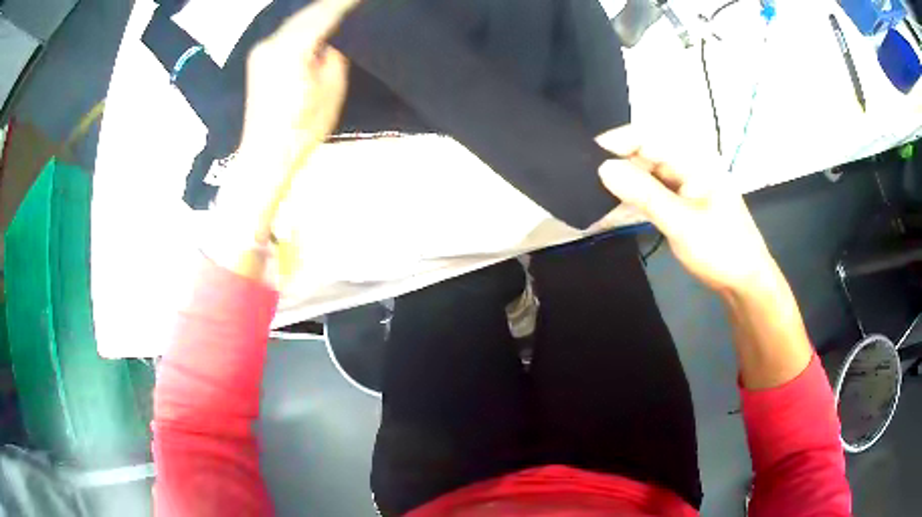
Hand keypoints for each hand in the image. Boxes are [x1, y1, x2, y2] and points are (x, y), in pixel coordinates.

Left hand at [216, 0, 357, 232]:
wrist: (264, 157)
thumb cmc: (302, 129)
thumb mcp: (331, 90)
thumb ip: (333, 56)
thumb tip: (329, 42)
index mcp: (292, 48)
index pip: (325, 13)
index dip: (346, 2)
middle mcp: (272, 43)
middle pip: (307, 13)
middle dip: (331, 3)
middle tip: (351, 2)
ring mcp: (261, 51)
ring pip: (295, 20)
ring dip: (317, 12)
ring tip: (339, 7)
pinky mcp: (257, 61)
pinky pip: (285, 32)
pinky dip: (303, 24)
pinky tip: (316, 23)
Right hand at [596, 125, 776, 293]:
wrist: (745, 282)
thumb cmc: (721, 249)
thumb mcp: (681, 222)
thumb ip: (643, 194)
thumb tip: (603, 168)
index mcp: (694, 158)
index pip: (648, 137)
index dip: (616, 142)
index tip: (586, 155)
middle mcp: (688, 164)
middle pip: (644, 155)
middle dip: (616, 166)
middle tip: (583, 181)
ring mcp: (685, 184)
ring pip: (645, 176)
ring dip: (622, 186)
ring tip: (591, 196)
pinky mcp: (682, 202)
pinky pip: (652, 194)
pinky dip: (634, 201)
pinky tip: (612, 210)